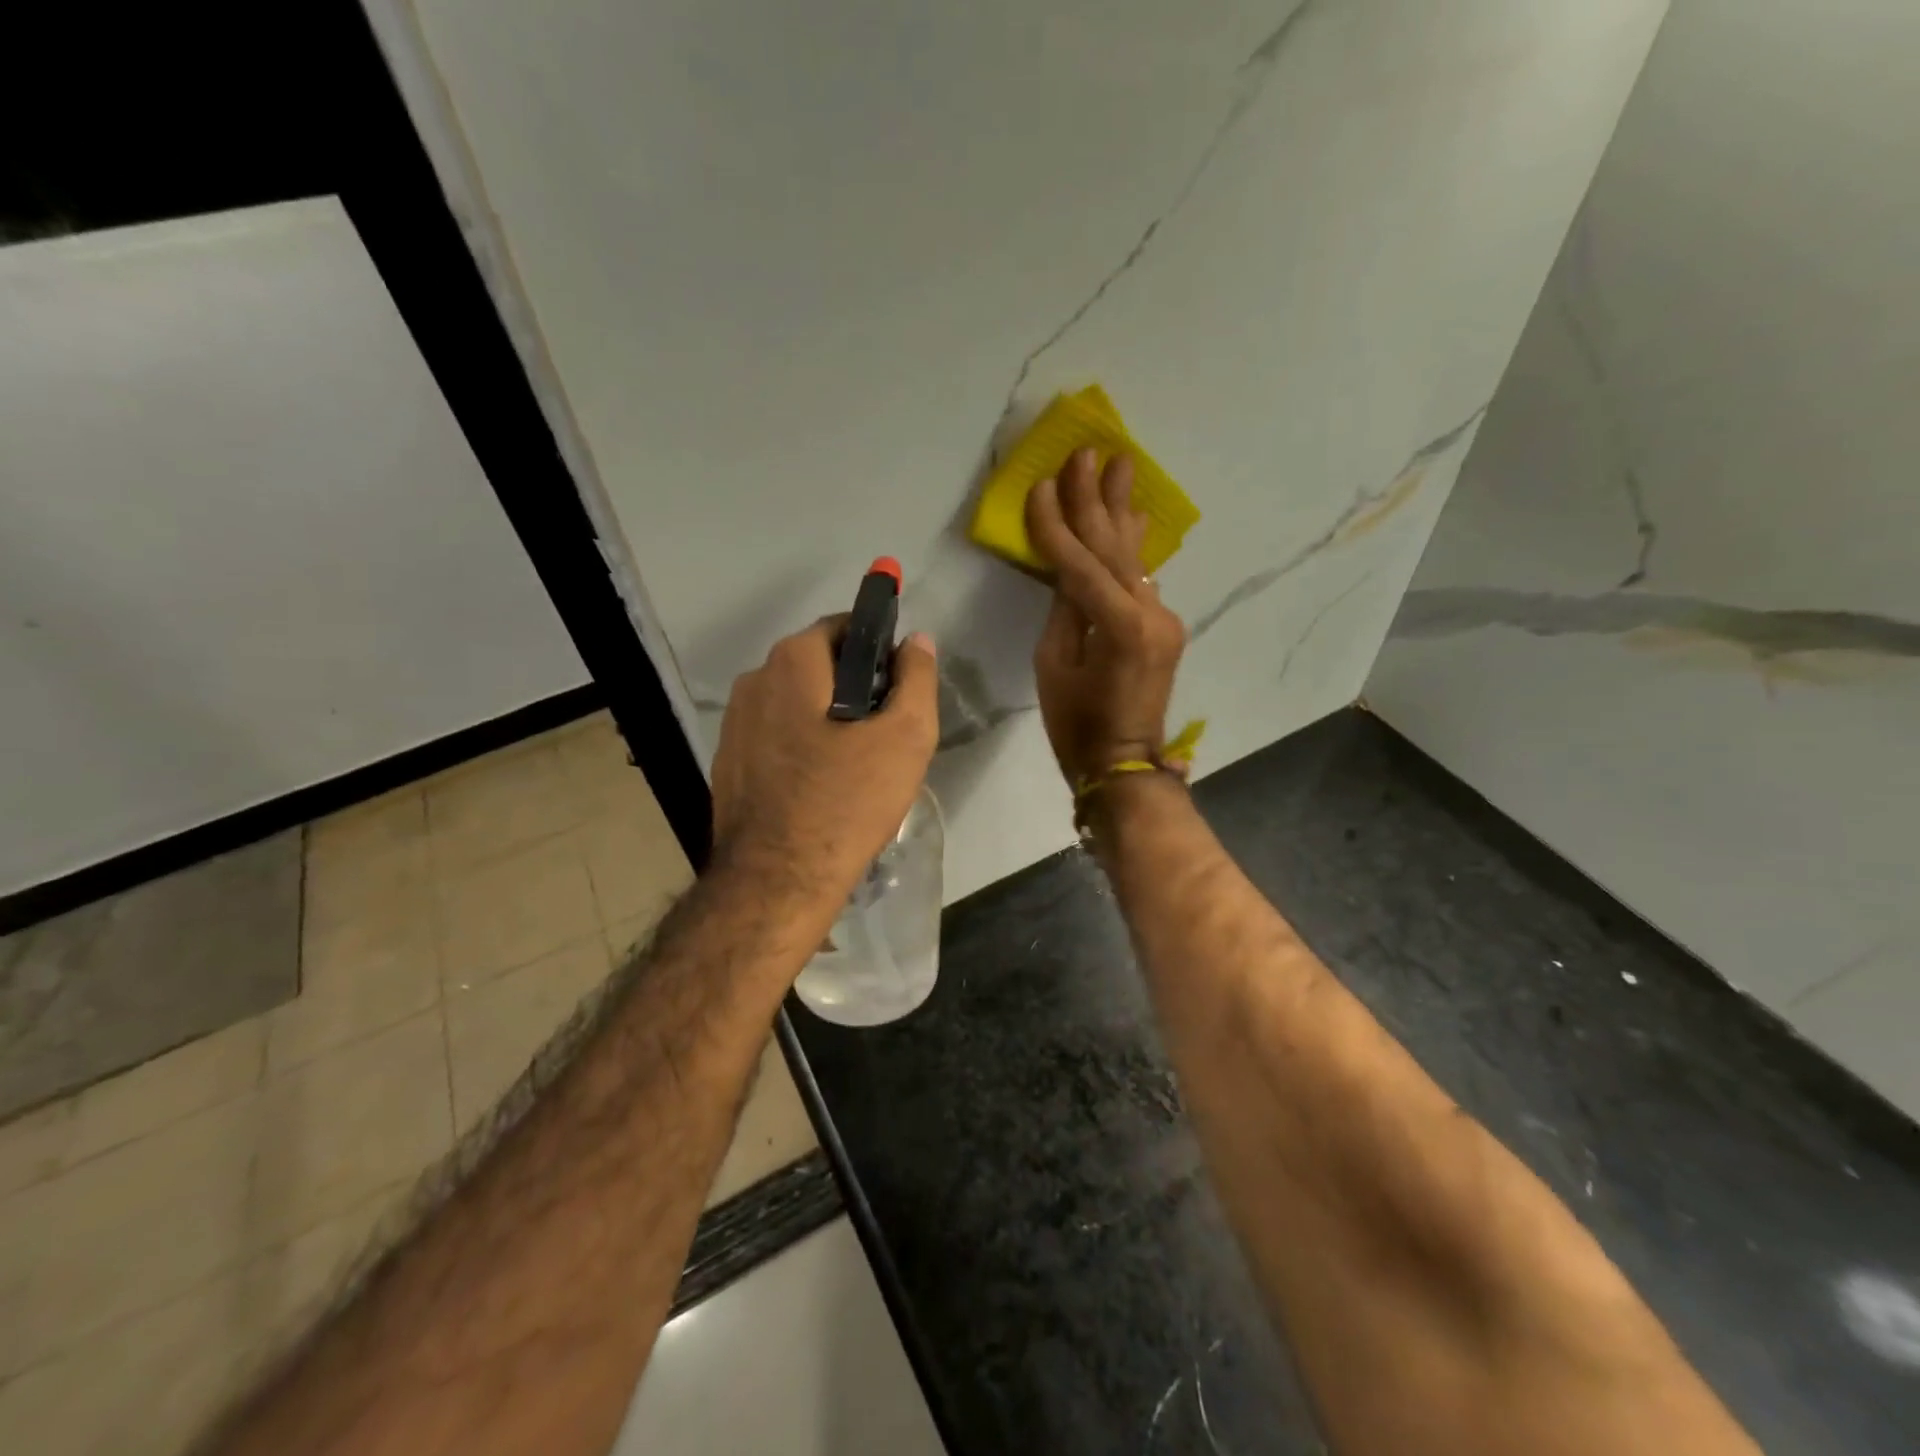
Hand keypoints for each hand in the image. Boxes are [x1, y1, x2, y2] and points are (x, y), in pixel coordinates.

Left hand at [710, 617, 938, 910]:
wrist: (777, 881)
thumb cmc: (847, 801)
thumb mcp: (906, 736)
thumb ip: (916, 678)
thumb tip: (916, 640)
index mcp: (792, 662)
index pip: (843, 628)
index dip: (879, 650)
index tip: (899, 688)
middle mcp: (753, 682)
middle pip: (817, 668)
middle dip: (854, 688)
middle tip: (885, 733)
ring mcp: (733, 726)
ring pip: (795, 706)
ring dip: (827, 721)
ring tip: (856, 766)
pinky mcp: (728, 765)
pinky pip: (775, 740)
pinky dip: (801, 749)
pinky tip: (821, 788)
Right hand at [1026, 448, 1187, 787]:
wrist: (1124, 764)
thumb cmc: (1076, 725)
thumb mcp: (1054, 666)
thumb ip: (1063, 609)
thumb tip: (1066, 568)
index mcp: (1119, 626)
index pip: (1079, 562)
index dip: (1056, 524)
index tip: (1042, 483)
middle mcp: (1150, 613)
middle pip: (1114, 547)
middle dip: (1096, 499)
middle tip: (1089, 452)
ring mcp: (1163, 619)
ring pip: (1133, 557)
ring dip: (1121, 511)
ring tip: (1121, 465)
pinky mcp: (1164, 627)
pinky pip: (1141, 578)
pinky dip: (1131, 547)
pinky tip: (1133, 517)